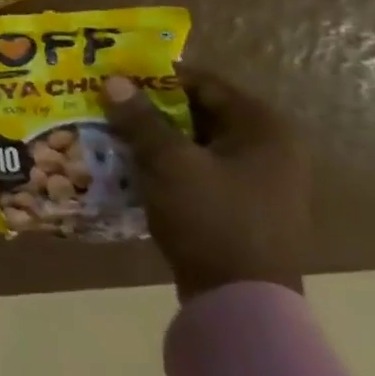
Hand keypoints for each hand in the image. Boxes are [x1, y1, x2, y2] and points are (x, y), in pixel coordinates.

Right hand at [100, 68, 308, 302]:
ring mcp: (258, 180)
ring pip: (194, 143)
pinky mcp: (241, 205)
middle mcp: (269, 148)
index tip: (114, 76)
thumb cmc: (211, 218)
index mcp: (264, 128)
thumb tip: (113, 81)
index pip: (204, 83)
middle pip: (198, 112)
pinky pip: (197, 169)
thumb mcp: (169, 163)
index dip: (156, 77)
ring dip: (154, 138)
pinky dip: (166, 164)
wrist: (241, 298)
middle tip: (105, 104)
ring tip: (108, 133)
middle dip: (150, 109)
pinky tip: (130, 167)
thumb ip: (141, 120)